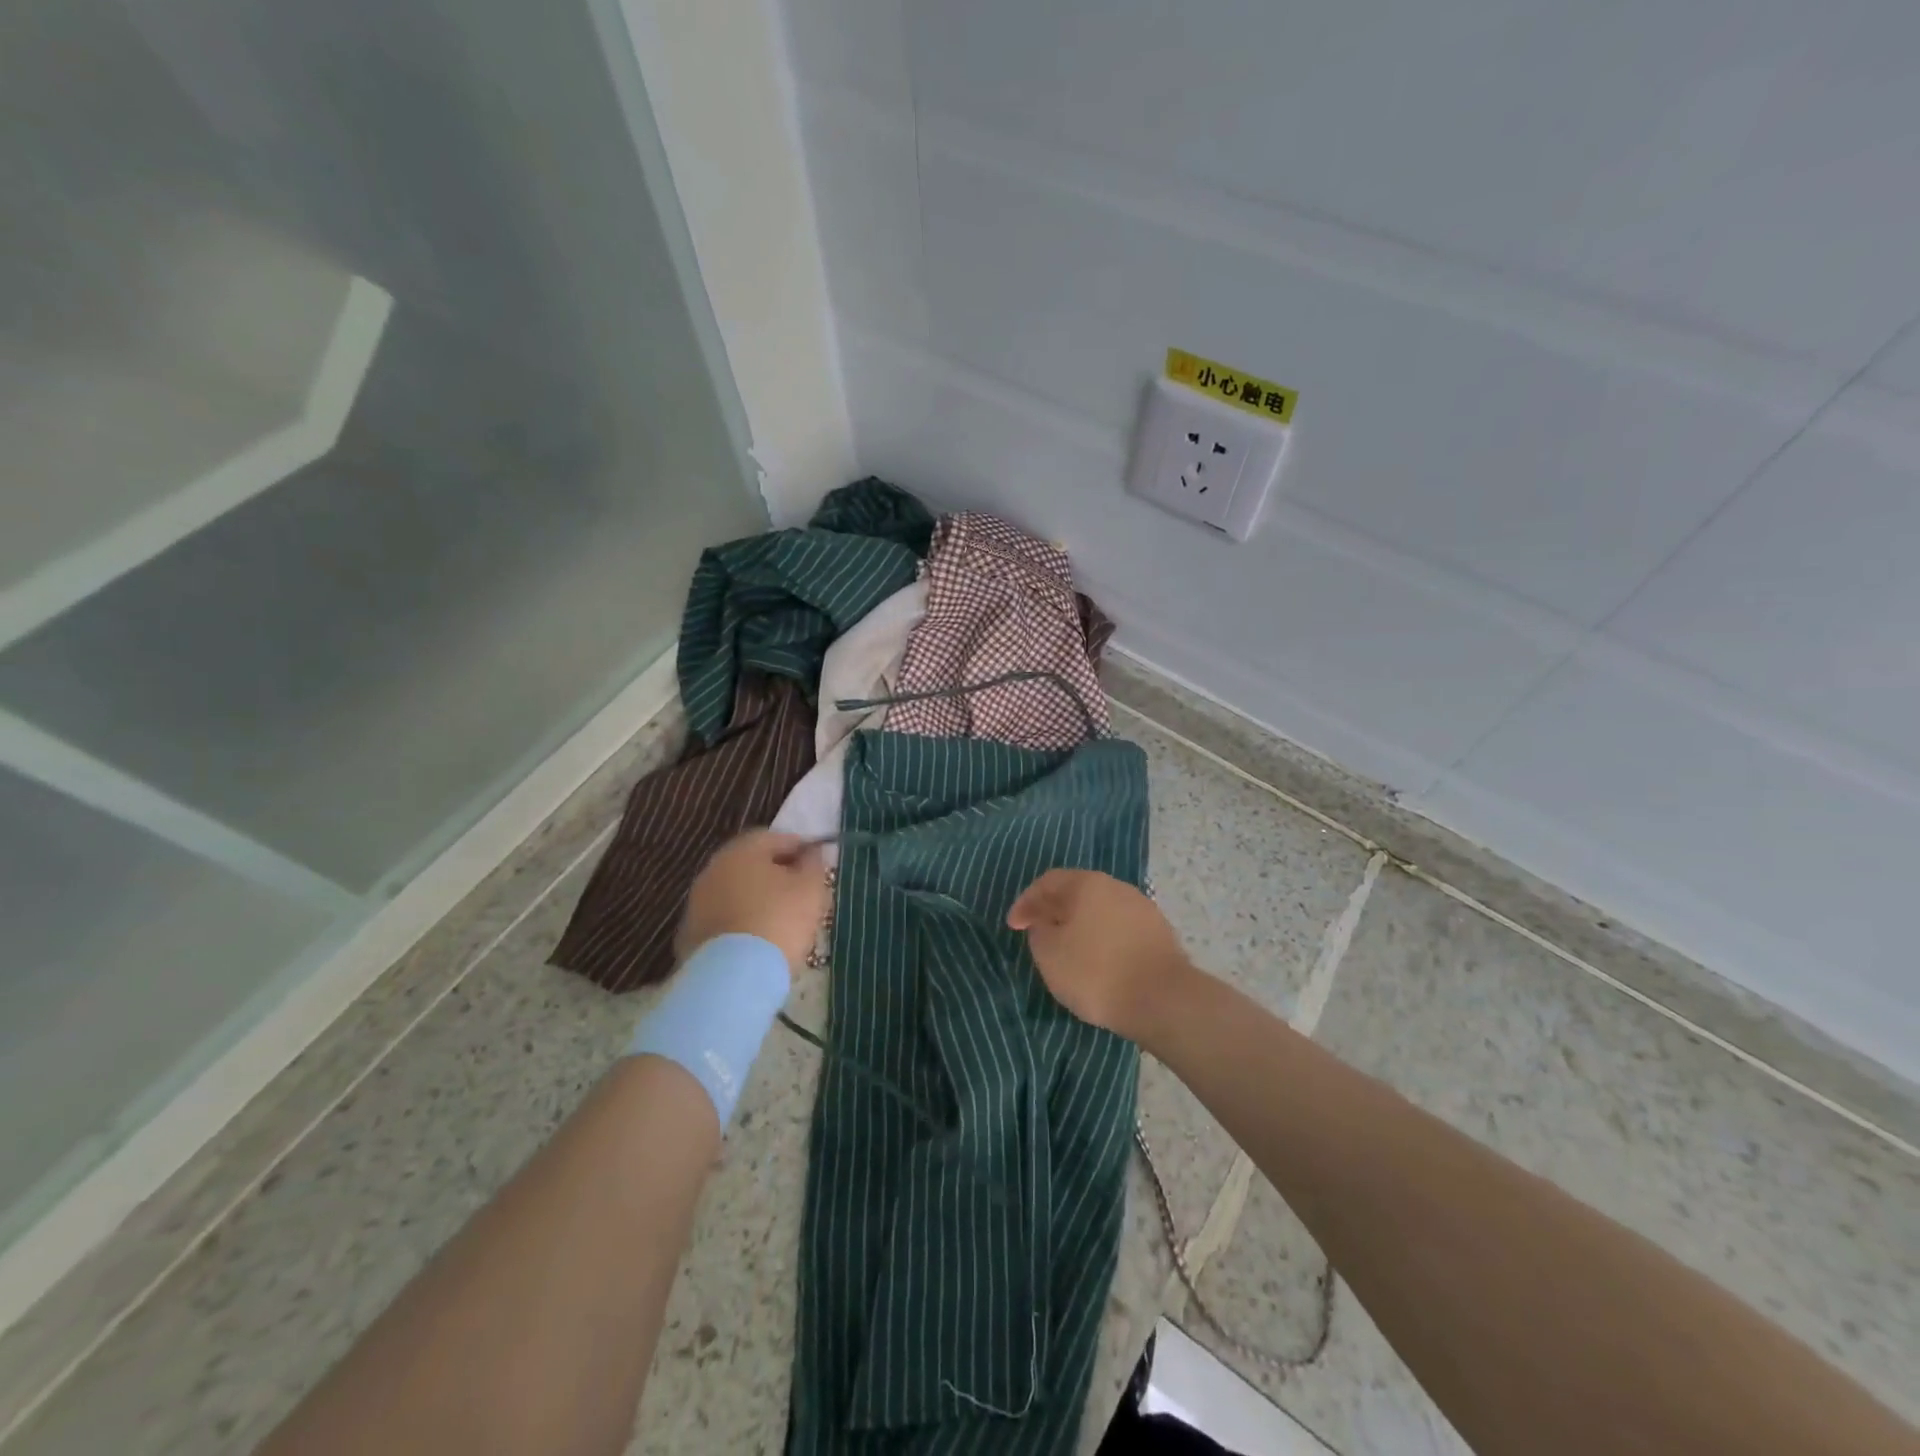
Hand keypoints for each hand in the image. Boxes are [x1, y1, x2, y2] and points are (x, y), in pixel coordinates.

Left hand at [677, 831, 828, 974]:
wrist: (732, 978)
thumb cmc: (779, 920)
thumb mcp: (810, 889)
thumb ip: (813, 865)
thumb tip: (810, 853)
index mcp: (743, 850)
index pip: (776, 838)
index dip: (800, 849)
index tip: (817, 867)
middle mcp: (714, 869)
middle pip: (752, 865)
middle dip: (776, 876)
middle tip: (801, 896)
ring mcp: (697, 903)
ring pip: (736, 893)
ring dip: (756, 901)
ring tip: (781, 923)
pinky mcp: (690, 935)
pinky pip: (724, 921)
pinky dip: (741, 925)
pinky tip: (758, 943)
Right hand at [1006, 870, 1190, 1040]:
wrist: (1163, 1000)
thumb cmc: (1096, 972)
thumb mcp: (1050, 954)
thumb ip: (1039, 931)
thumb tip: (1047, 923)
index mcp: (1087, 884)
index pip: (1048, 882)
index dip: (1026, 902)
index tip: (1013, 926)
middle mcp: (1116, 887)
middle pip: (1077, 892)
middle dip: (1054, 910)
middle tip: (1038, 932)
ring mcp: (1142, 908)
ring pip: (1100, 910)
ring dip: (1080, 925)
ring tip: (1067, 949)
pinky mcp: (1159, 933)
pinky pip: (1119, 928)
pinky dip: (1102, 939)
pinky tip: (1098, 961)